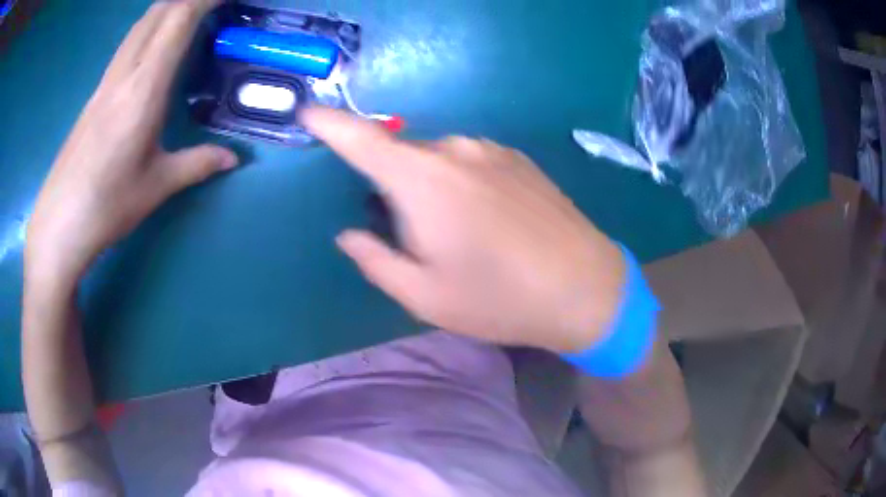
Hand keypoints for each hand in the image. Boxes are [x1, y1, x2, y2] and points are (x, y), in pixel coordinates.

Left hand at [26, 0, 235, 285]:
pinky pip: (129, 45)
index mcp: (143, 90)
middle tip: (216, 6)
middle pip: (159, 11)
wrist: (58, 226)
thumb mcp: (156, 187)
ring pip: (141, 24)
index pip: (178, 20)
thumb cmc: (106, 207)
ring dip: (169, 8)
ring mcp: (105, 82)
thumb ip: (198, 163)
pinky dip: (151, 30)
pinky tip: (159, 47)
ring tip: (194, 16)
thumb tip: (233, 158)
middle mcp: (123, 74)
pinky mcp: (96, 93)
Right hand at [303, 107, 625, 352]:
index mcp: (422, 179)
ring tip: (462, 237)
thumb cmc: (500, 298)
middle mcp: (454, 149)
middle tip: (419, 239)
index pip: (360, 138)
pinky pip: (470, 162)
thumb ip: (375, 260)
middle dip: (394, 190)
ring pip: (437, 161)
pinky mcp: (518, 158)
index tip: (307, 114)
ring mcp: (491, 149)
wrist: (585, 288)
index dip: (329, 123)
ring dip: (431, 190)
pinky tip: (490, 223)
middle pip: (401, 157)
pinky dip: (461, 184)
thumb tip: (350, 234)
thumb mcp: (424, 296)